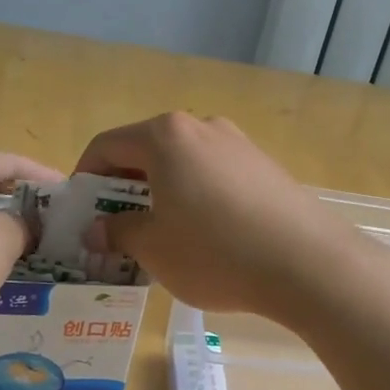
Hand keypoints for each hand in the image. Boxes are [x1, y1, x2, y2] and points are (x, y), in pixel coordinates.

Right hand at [75, 112, 373, 321]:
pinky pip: (212, 173)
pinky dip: (194, 194)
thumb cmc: (215, 251)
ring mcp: (237, 143)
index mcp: (165, 136)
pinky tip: (204, 233)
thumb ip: (118, 231)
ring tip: (160, 233)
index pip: (106, 145)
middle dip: (123, 186)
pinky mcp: (263, 165)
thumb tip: (97, 229)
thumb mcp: (154, 248)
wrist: (307, 262)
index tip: (82, 212)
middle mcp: (200, 127)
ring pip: (181, 162)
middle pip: (145, 150)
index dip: (86, 177)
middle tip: (116, 226)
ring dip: (160, 191)